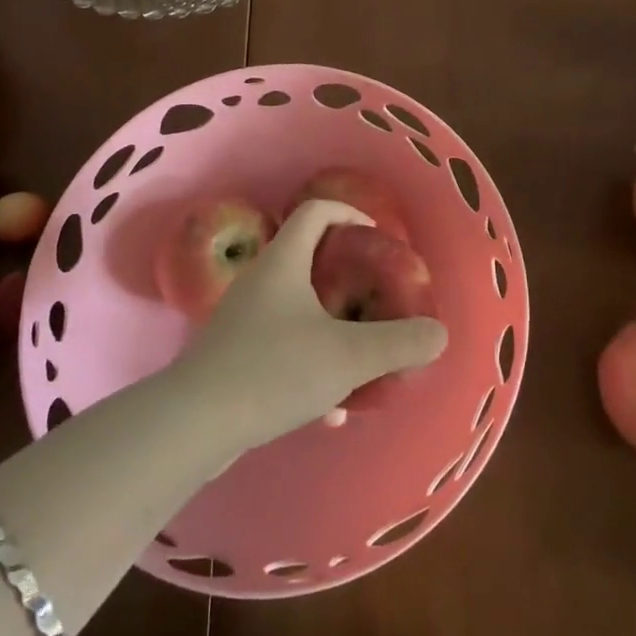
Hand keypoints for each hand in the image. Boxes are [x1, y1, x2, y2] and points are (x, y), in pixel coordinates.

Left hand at [179, 200, 446, 449]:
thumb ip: (398, 343)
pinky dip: (308, 366)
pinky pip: (281, 349)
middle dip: (346, 277)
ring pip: (296, 310)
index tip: (376, 237)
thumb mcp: (348, 356)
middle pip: (307, 259)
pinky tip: (329, 411)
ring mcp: (242, 319)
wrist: (196, 423)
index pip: (316, 212)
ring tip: (359, 357)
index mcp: (283, 262)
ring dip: (330, 327)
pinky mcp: (232, 357)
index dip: (349, 213)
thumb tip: (439, 334)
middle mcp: (260, 281)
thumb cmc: (274, 370)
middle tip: (374, 297)